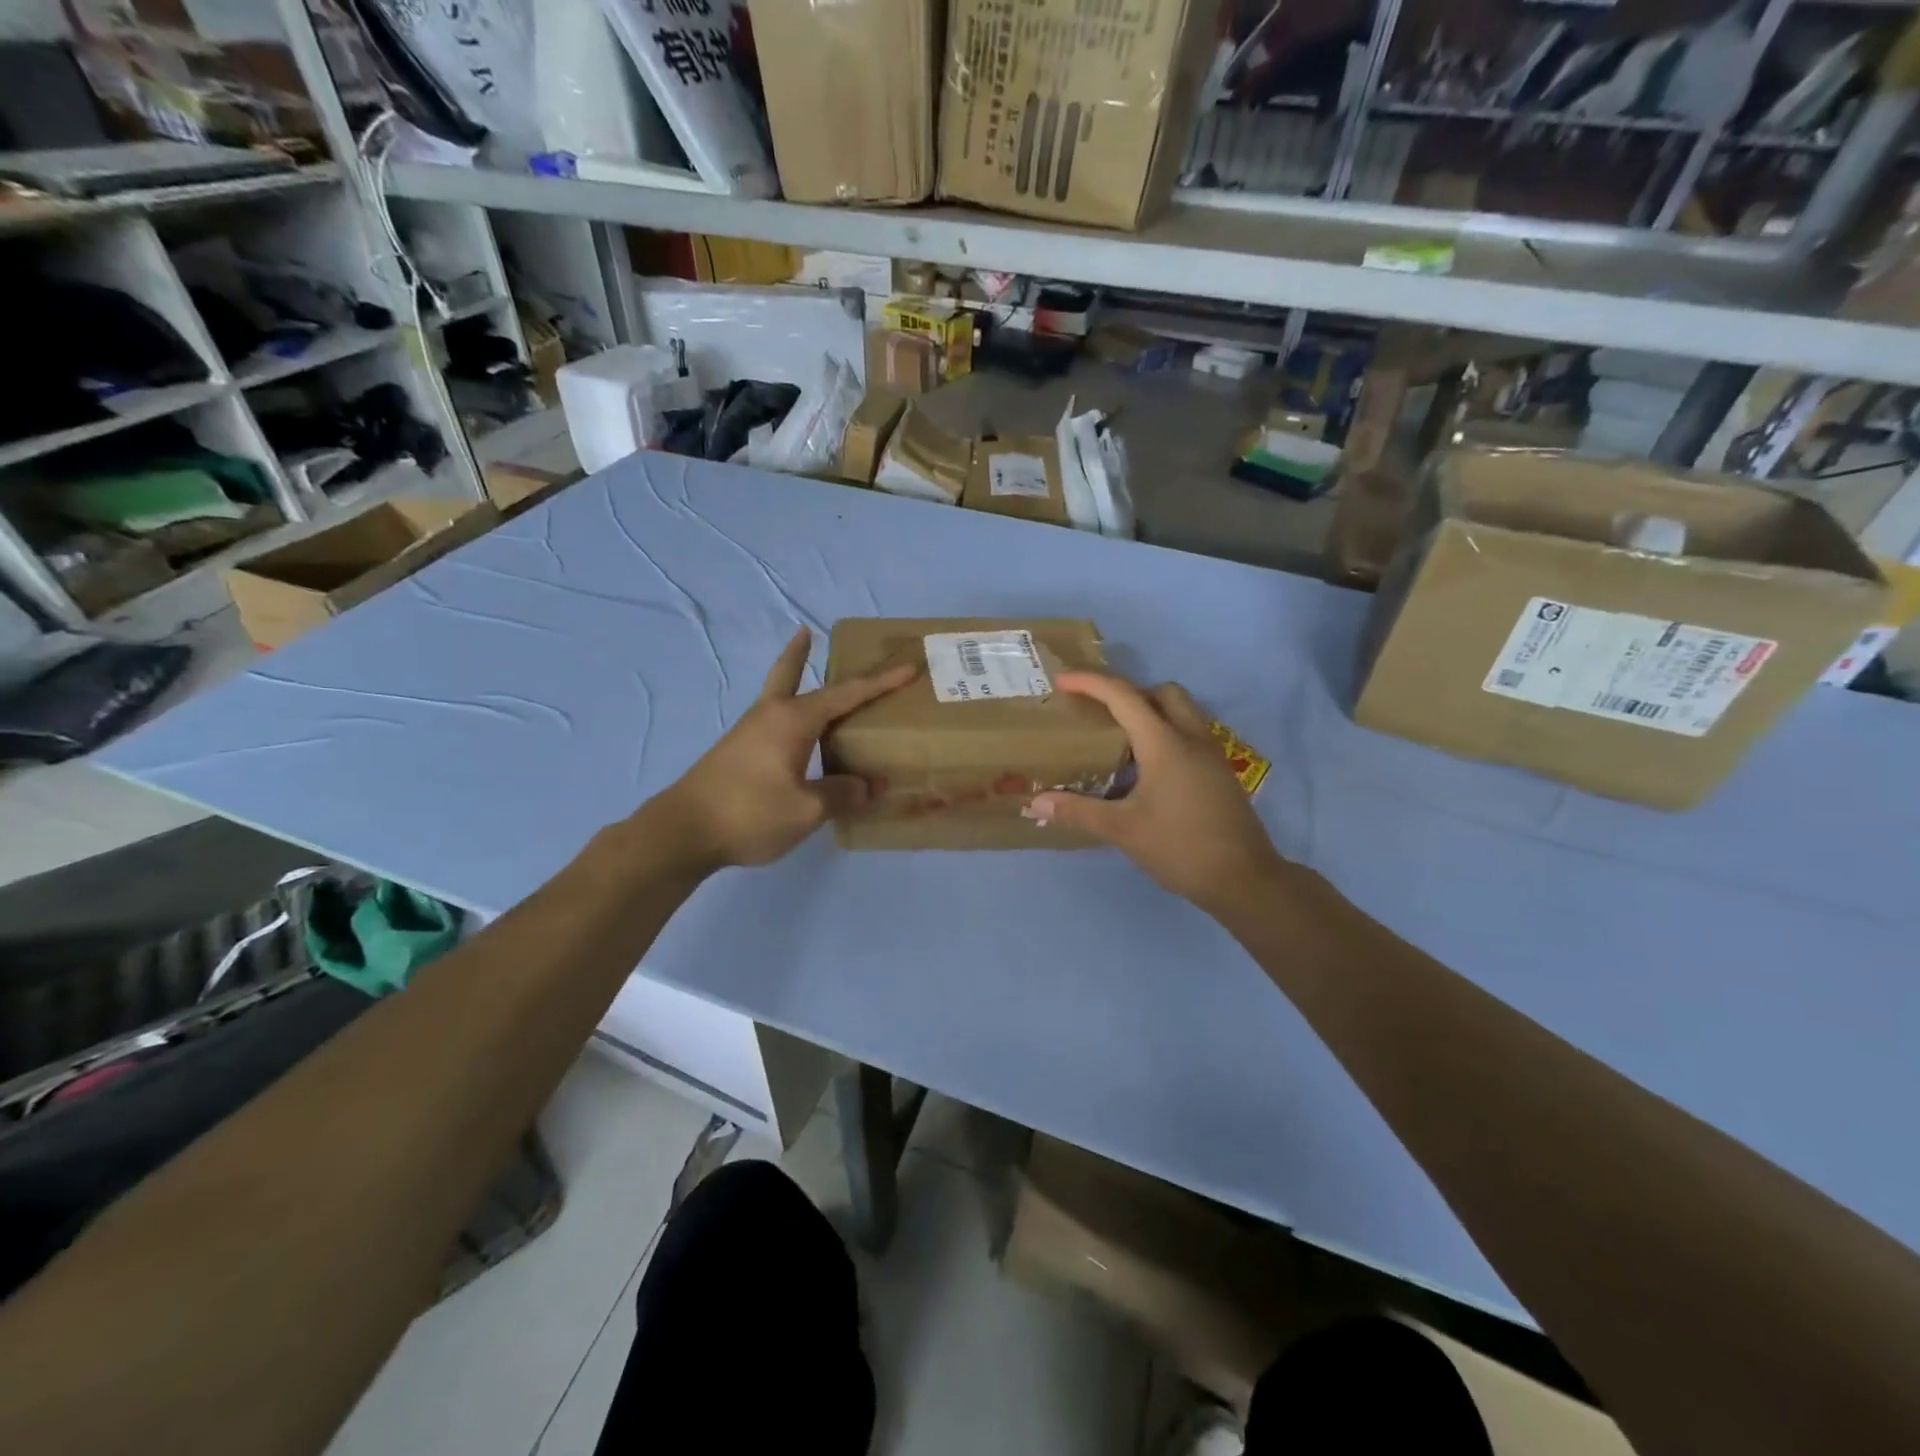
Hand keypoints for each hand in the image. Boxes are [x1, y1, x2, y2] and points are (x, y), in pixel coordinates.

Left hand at [650, 629, 915, 873]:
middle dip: (802, 653)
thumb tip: (869, 786)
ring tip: (805, 672)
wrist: (682, 832)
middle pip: (790, 673)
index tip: (907, 668)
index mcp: (793, 720)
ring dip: (792, 678)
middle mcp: (770, 715)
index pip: (847, 694)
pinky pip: (772, 719)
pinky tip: (794, 733)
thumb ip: (842, 794)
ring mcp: (749, 732)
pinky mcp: (738, 752)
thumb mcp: (807, 809)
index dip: (880, 683)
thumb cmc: (749, 813)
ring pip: (778, 695)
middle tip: (808, 631)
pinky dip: (788, 711)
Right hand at [1027, 673, 1284, 912]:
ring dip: (1151, 711)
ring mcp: (1211, 754)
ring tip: (1121, 740)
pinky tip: (1147, 770)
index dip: (1090, 682)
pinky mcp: (1220, 772)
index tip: (1061, 681)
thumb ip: (1079, 811)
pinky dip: (1166, 734)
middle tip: (1100, 713)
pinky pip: (1190, 734)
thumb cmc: (1180, 847)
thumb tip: (1037, 801)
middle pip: (1162, 692)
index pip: (1124, 696)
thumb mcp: (1123, 830)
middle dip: (1129, 692)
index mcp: (1165, 744)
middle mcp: (1191, 738)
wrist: (1243, 879)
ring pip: (1182, 711)